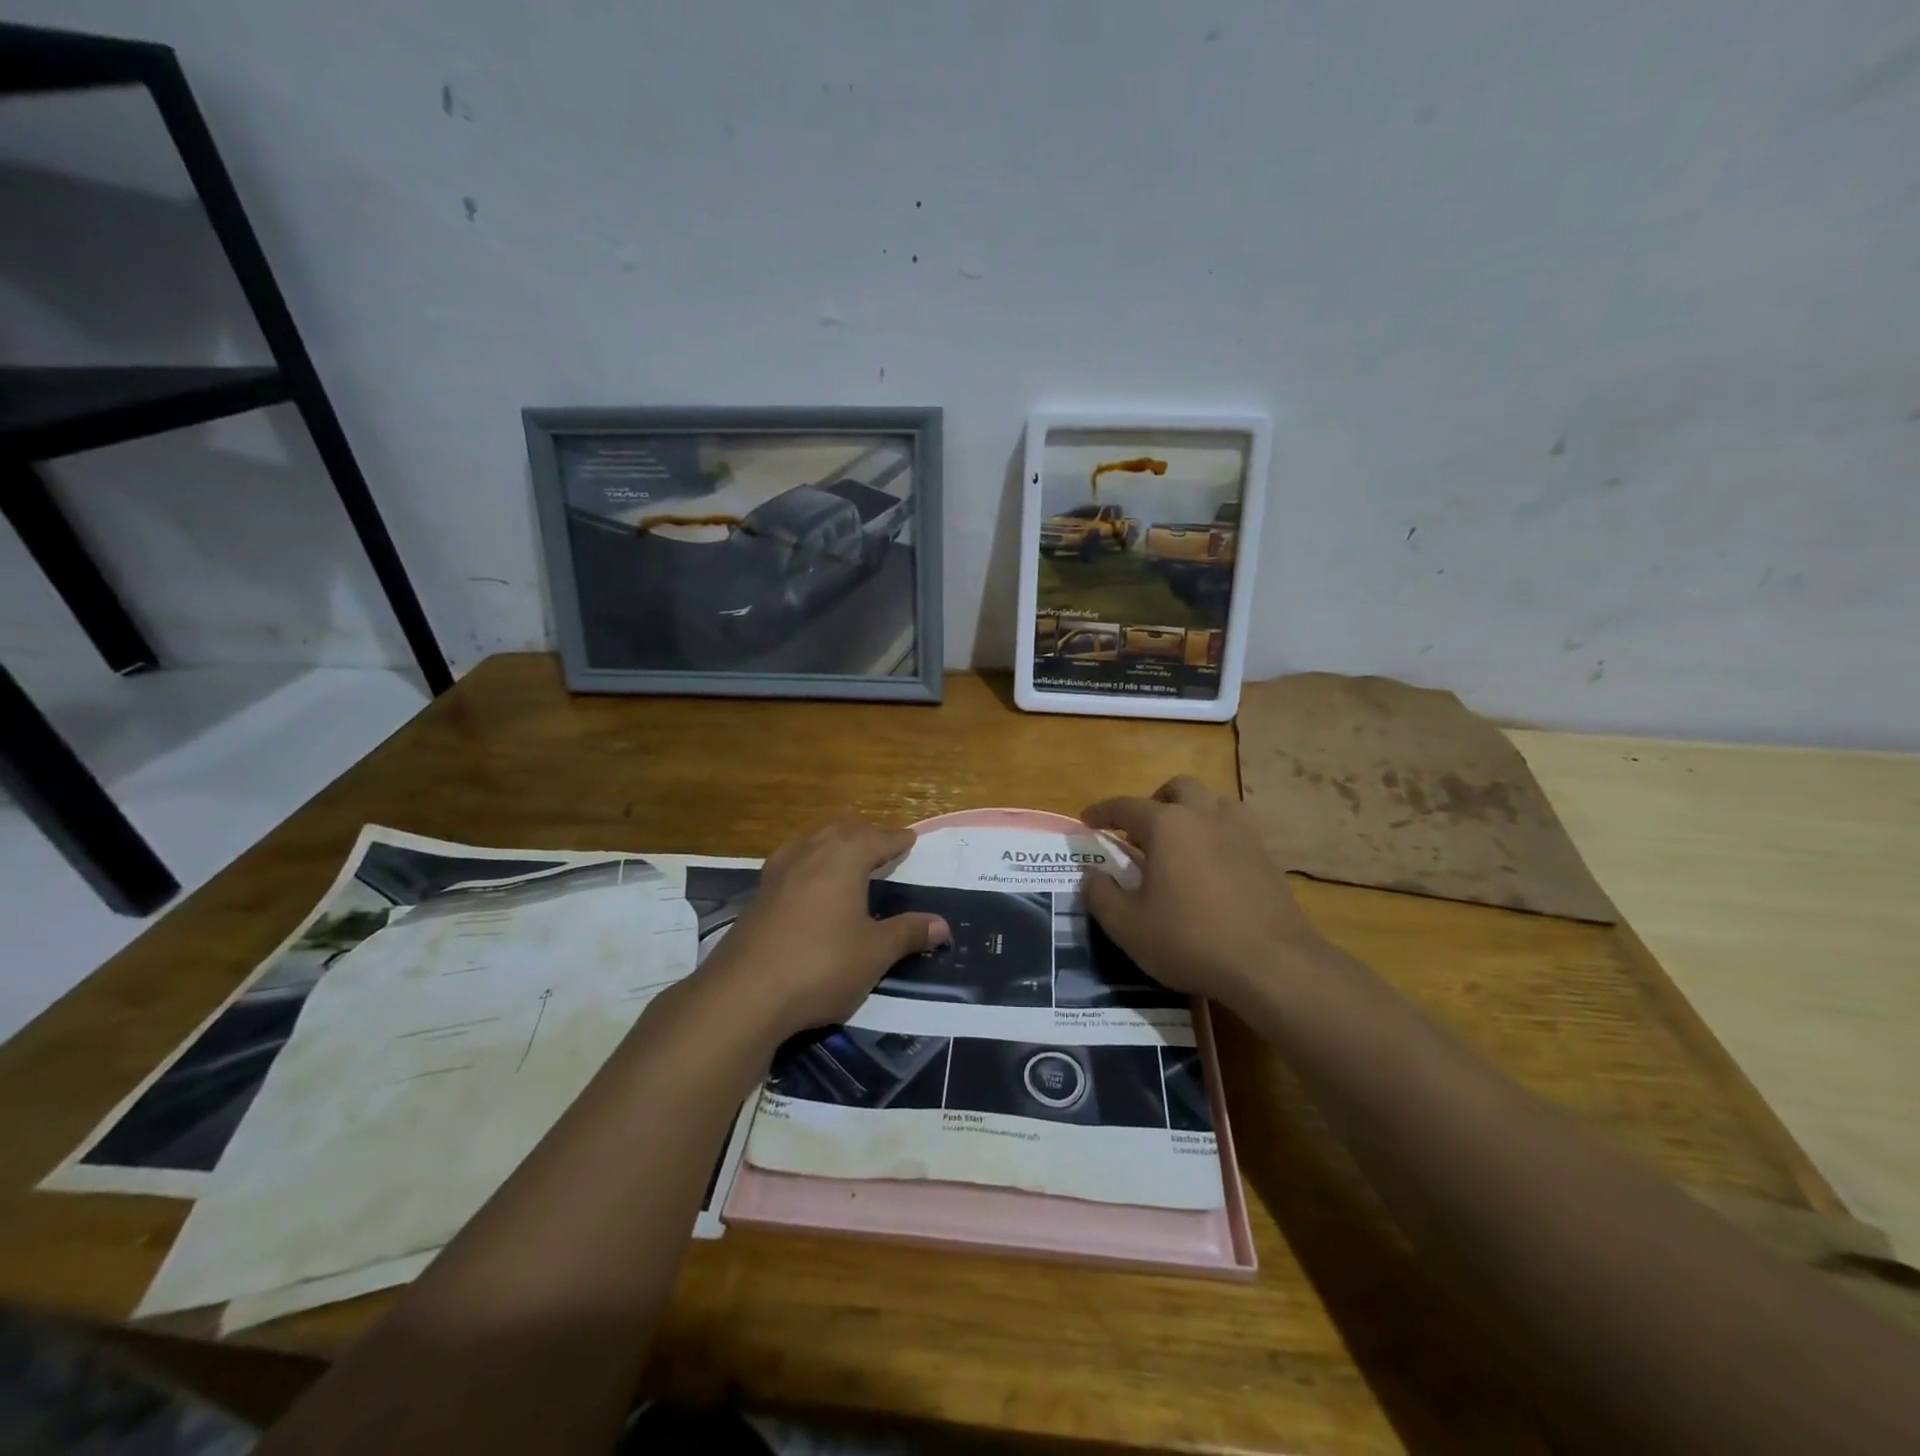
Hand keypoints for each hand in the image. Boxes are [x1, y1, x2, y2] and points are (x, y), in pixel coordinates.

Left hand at [700, 817, 950, 1039]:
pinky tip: (810, 885)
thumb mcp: (874, 953)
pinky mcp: (758, 894)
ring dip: (833, 843)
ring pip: (812, 841)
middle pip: (842, 830)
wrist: (744, 994)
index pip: (878, 838)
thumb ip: (908, 933)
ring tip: (848, 858)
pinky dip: (810, 863)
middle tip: (882, 845)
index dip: (897, 840)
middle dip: (864, 834)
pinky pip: (792, 863)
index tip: (910, 839)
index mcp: (844, 857)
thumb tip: (943, 925)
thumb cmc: (821, 965)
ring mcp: (778, 871)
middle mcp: (810, 852)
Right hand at [1080, 777, 1324, 1008]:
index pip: (1126, 806)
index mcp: (1167, 825)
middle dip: (1155, 802)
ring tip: (1180, 843)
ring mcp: (1242, 832)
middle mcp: (1205, 816)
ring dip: (1192, 812)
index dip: (1102, 812)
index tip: (1087, 821)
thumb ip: (1101, 895)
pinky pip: (1236, 828)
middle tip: (1141, 831)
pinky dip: (1218, 834)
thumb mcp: (1128, 926)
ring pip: (1214, 802)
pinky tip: (1212, 865)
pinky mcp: (1266, 855)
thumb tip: (1091, 875)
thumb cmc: (1190, 940)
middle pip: (1178, 789)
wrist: (1271, 964)